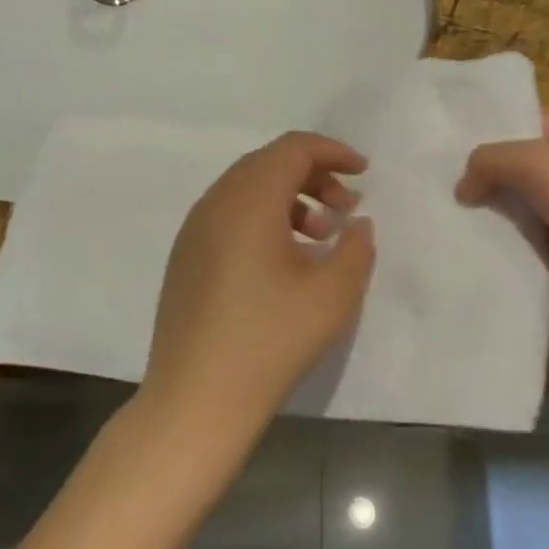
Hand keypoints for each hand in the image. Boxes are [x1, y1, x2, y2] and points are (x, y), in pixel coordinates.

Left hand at [143, 132, 376, 444]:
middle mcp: (215, 203)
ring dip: (289, 199)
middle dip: (313, 175)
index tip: (364, 173)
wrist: (195, 400)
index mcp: (248, 200)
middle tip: (345, 209)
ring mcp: (194, 230)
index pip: (292, 148)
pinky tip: (283, 261)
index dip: (332, 152)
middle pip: (267, 163)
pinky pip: (229, 215)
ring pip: (246, 189)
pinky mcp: (185, 257)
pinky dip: (263, 219)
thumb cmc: (270, 341)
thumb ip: (356, 248)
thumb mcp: (332, 295)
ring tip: (318, 238)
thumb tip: (356, 223)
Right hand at [456, 111, 548, 319]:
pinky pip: (529, 237)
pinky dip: (508, 241)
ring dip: (493, 210)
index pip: (524, 119)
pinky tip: (477, 243)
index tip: (447, 144)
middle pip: (518, 162)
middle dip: (484, 172)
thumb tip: (462, 187)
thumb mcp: (533, 161)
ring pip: (521, 202)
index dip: (488, 128)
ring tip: (450, 214)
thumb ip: (489, 161)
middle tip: (440, 182)